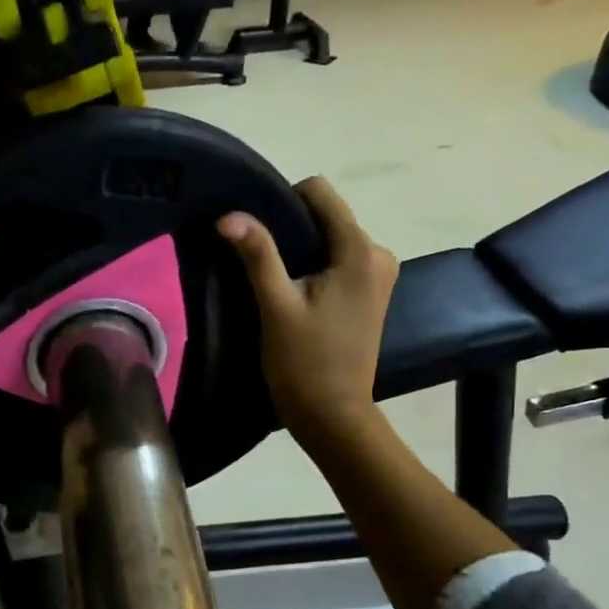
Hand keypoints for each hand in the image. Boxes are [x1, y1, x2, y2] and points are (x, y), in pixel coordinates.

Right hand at [217, 177, 398, 449]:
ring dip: (300, 252)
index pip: (320, 193)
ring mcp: (378, 275)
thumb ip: (257, 255)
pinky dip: (313, 268)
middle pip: (325, 217)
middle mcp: (377, 254)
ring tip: (273, 282)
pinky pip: (337, 262)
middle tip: (258, 262)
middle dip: (291, 229)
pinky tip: (293, 295)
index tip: (255, 232)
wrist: (334, 415)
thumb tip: (230, 215)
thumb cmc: (304, 362)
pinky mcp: (371, 294)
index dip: (282, 202)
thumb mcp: (276, 306)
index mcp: (359, 250)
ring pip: (329, 240)